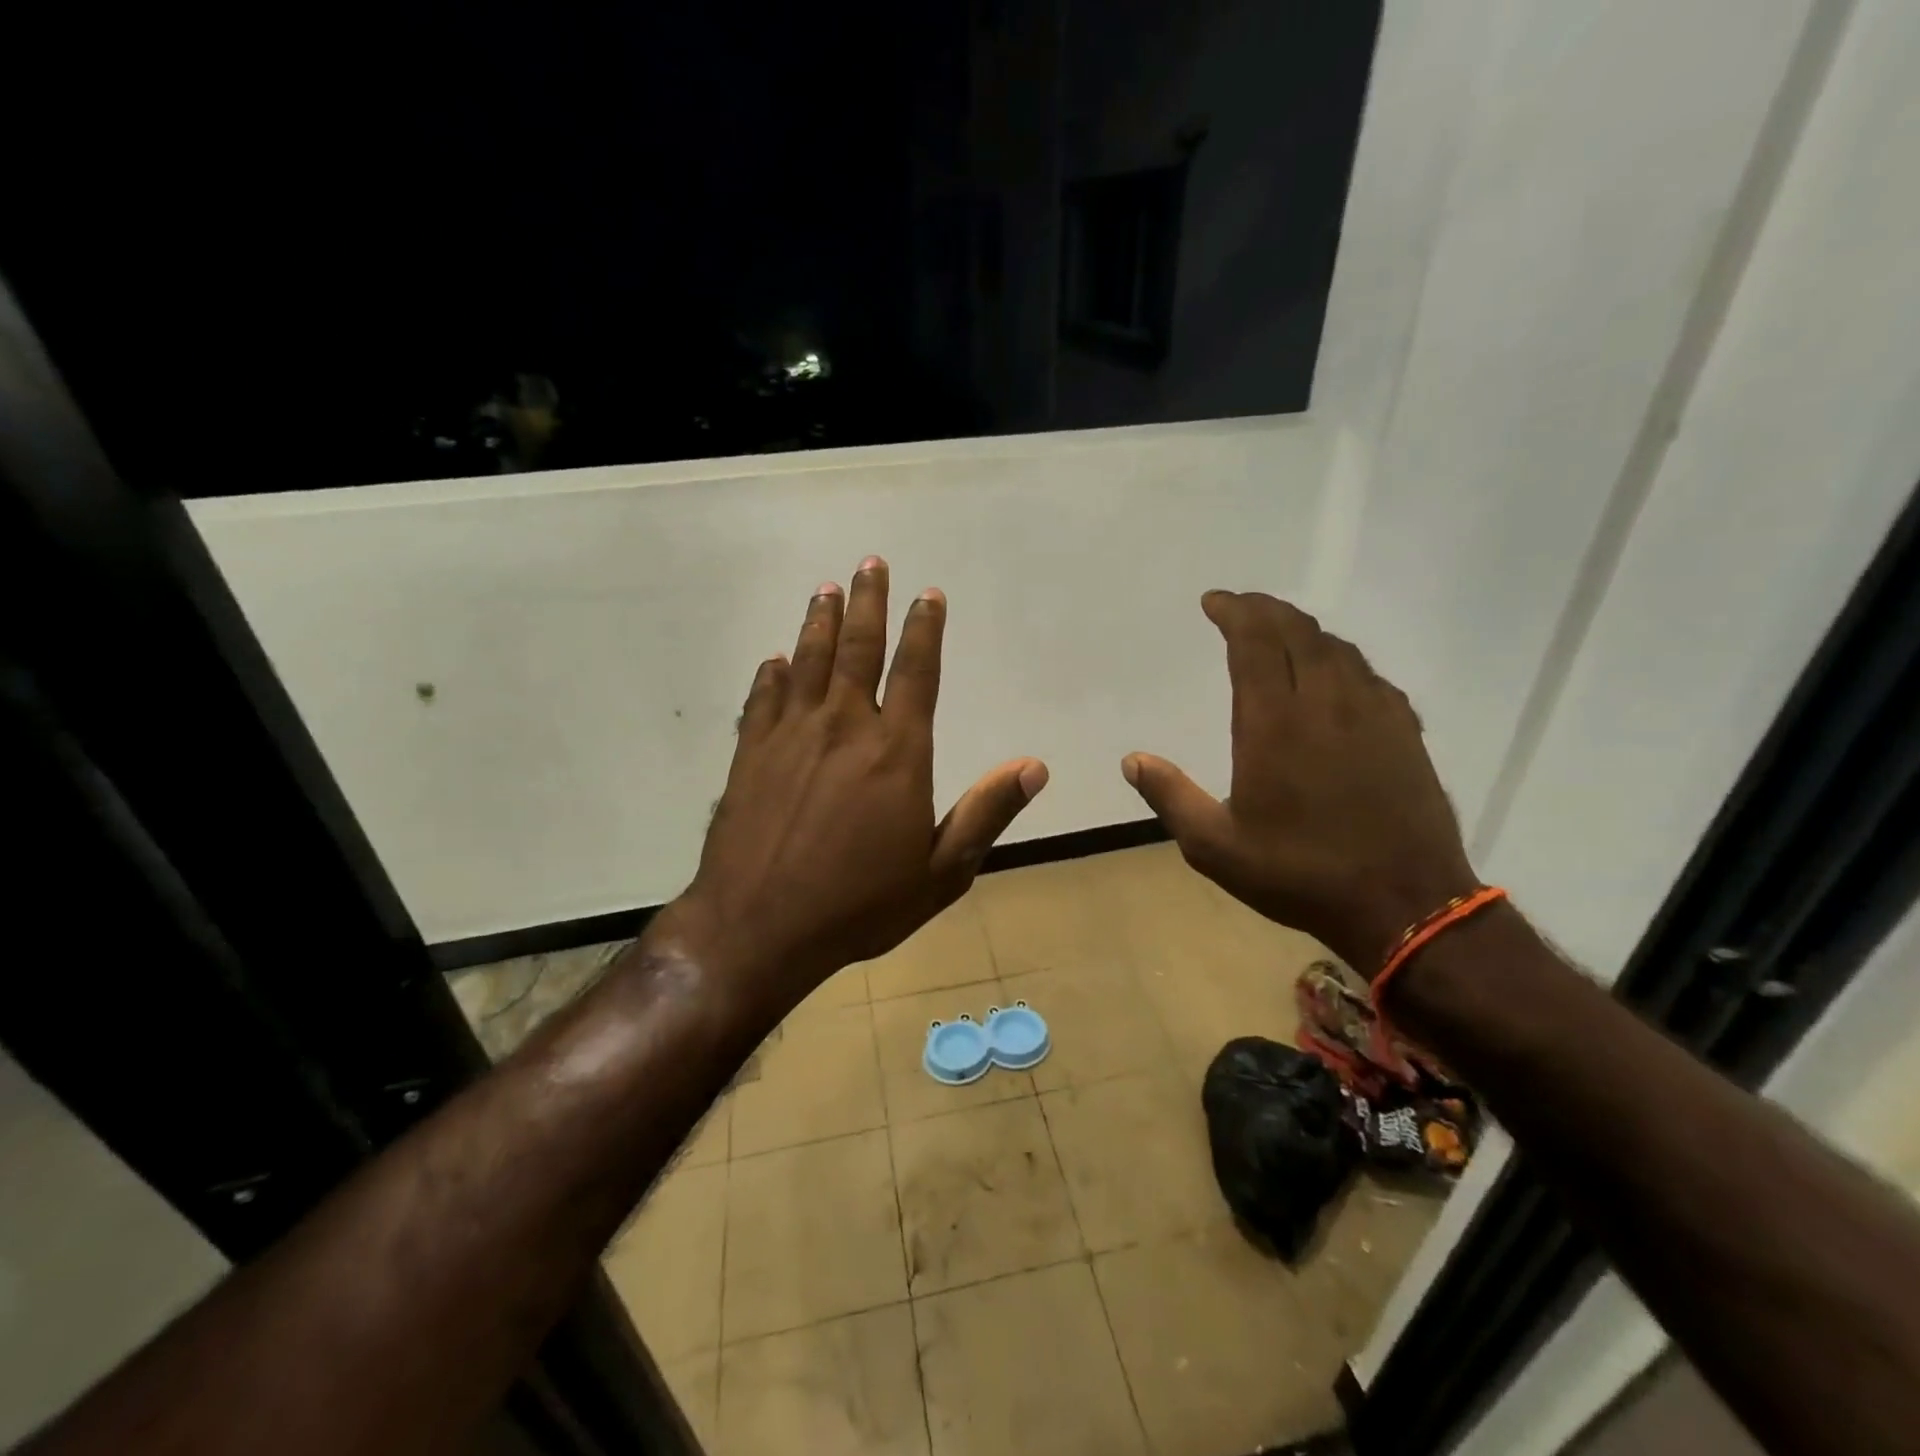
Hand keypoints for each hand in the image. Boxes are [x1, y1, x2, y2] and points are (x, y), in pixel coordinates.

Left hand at [657, 557, 1046, 1010]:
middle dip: (869, 602)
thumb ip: (986, 813)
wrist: (759, 927)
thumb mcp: (941, 871)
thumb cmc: (860, 904)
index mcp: (896, 751)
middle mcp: (843, 727)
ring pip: (808, 661)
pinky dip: (771, 675)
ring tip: (827, 590)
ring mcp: (790, 735)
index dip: (924, 628)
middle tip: (870, 562)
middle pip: (859, 649)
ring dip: (820, 622)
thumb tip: (1034, 766)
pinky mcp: (750, 754)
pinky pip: (763, 699)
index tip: (928, 594)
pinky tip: (774, 660)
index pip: (916, 671)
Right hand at [1122, 591, 1476, 974]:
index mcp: (1274, 723)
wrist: (1404, 903)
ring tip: (1279, 632)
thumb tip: (1132, 760)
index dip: (1234, 612)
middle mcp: (1325, 703)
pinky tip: (1334, 674)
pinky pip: (1369, 675)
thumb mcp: (1215, 846)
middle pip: (1297, 632)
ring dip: (1303, 630)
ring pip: (1337, 648)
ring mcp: (1372, 713)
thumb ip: (1171, 797)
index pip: (1254, 643)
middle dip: (1265, 610)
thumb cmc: (1299, 873)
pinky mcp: (1404, 731)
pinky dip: (1340, 659)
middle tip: (1240, 606)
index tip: (1214, 601)